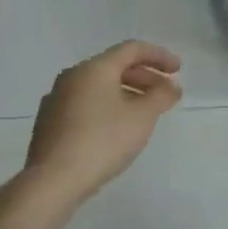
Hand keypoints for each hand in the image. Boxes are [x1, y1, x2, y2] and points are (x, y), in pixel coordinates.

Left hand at [20, 41, 182, 208]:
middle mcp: (72, 76)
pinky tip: (115, 129)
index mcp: (94, 68)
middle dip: (143, 76)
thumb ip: (161, 96)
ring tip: (144, 113)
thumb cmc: (103, 140)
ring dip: (125, 93)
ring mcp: (56, 99)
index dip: (158, 56)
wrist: (54, 179)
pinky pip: (84, 103)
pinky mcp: (49, 122)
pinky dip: (106, 107)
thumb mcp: (142, 117)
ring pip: (98, 87)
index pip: (131, 49)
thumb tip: (172, 85)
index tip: (178, 70)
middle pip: (113, 66)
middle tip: (164, 93)